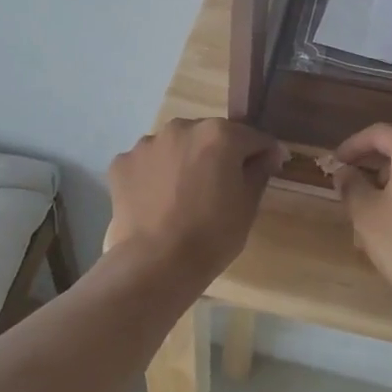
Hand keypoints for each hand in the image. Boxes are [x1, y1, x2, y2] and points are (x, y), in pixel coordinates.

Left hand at [105, 118, 284, 277]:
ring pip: (175, 146)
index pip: (252, 137)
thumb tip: (268, 154)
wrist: (155, 263)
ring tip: (183, 195)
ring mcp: (148, 143)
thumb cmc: (212, 235)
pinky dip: (154, 175)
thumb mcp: (248, 205)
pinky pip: (147, 163)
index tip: (268, 168)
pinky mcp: (122, 162)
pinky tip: (157, 201)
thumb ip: (259, 171)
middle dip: (219, 154)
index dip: (263, 153)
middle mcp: (182, 127)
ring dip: (184, 161)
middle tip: (221, 186)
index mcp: (219, 134)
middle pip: (210, 136)